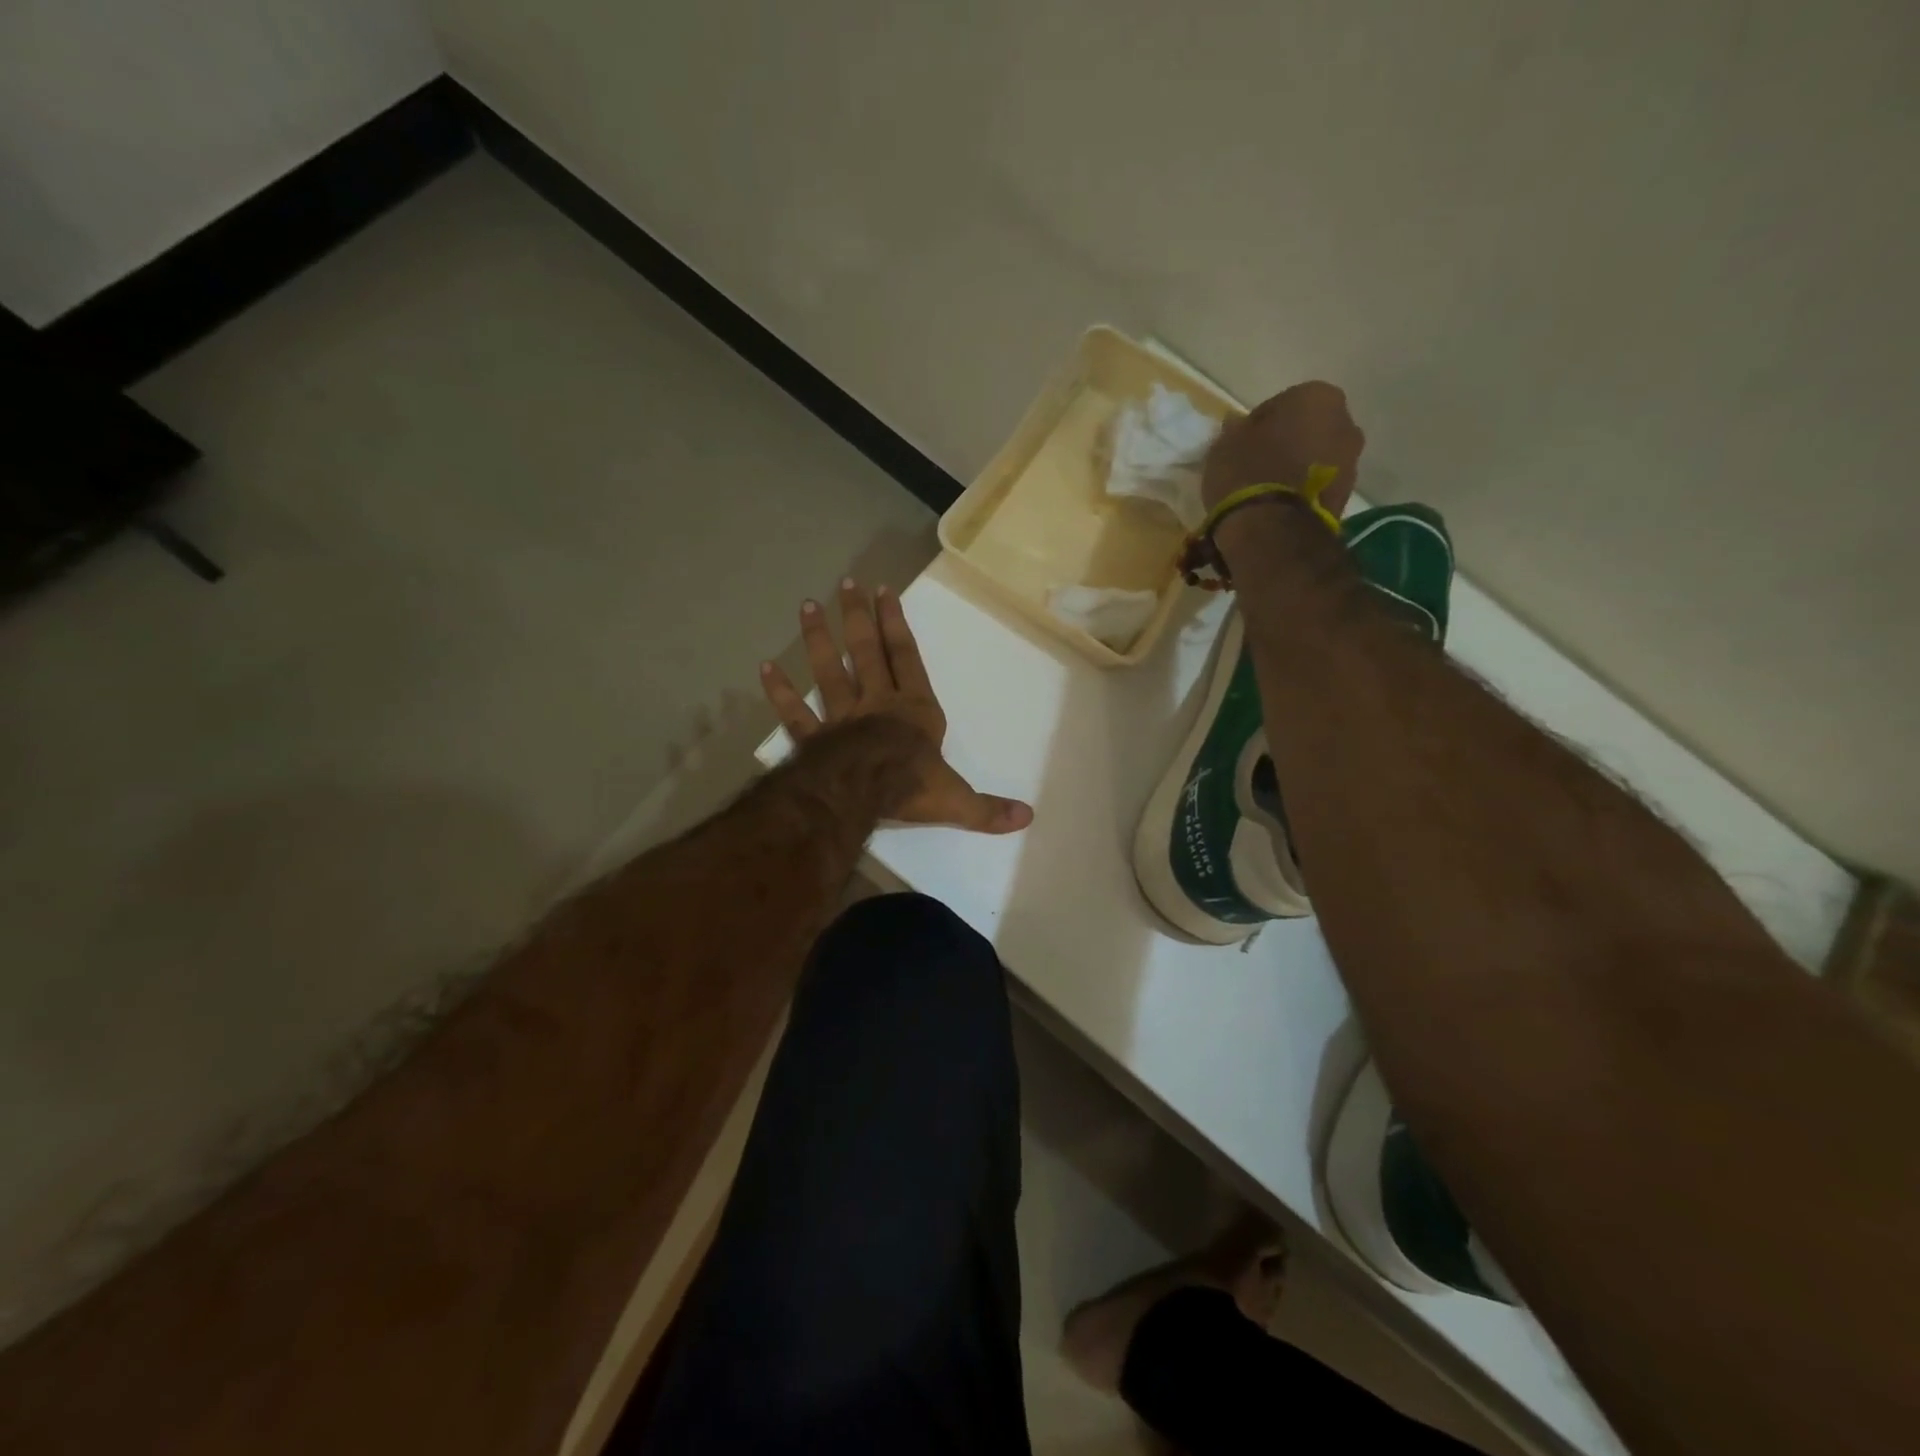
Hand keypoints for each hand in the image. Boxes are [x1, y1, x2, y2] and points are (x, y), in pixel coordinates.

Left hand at [760, 579, 1033, 834]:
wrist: (865, 792)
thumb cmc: (913, 786)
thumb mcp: (957, 798)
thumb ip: (988, 808)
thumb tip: (1027, 818)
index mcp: (914, 709)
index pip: (906, 658)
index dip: (895, 624)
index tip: (883, 591)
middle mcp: (877, 704)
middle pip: (865, 653)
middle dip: (857, 618)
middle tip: (846, 584)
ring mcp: (841, 718)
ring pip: (828, 672)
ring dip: (818, 640)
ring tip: (807, 607)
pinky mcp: (814, 739)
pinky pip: (795, 713)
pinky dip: (781, 692)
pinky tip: (766, 667)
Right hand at [1200, 381, 1364, 519]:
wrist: (1273, 529)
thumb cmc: (1248, 473)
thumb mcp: (1225, 444)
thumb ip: (1235, 429)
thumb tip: (1238, 425)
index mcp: (1317, 396)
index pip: (1281, 403)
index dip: (1258, 426)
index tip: (1241, 445)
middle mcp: (1345, 422)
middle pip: (1307, 429)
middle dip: (1286, 443)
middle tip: (1257, 465)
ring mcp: (1351, 461)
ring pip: (1316, 457)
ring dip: (1297, 468)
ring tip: (1267, 490)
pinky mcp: (1347, 496)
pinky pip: (1319, 485)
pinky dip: (1304, 491)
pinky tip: (1279, 506)